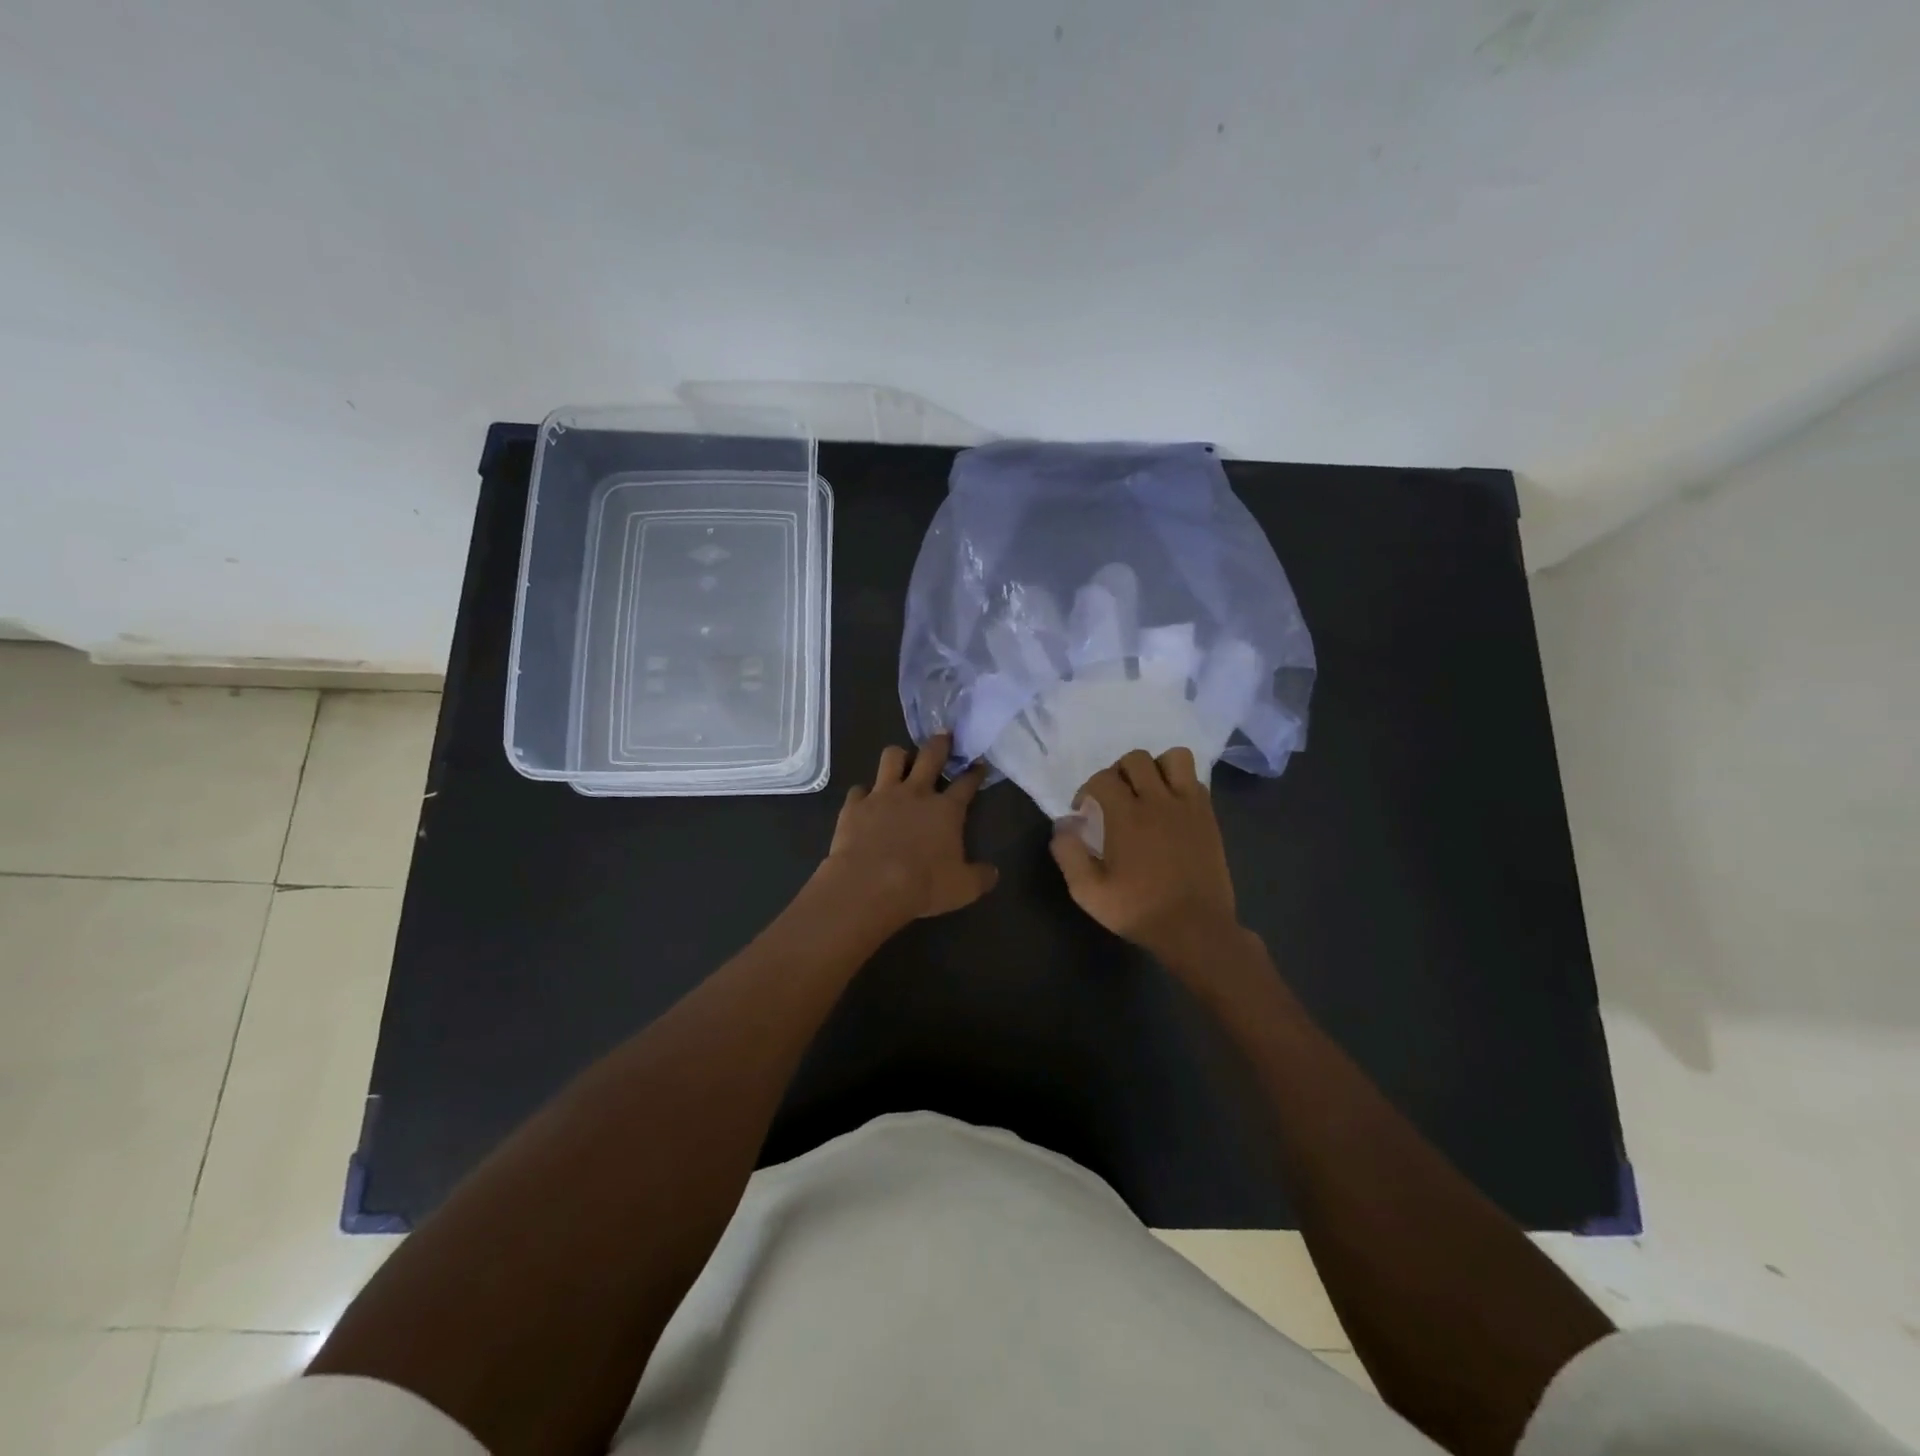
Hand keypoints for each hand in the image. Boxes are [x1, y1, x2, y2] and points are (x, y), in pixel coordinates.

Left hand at [819, 735, 998, 923]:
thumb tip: (992, 872)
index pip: (966, 783)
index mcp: (946, 810)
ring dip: (899, 756)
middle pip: (930, 755)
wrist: (869, 885)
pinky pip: (859, 789)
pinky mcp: (855, 805)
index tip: (979, 764)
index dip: (974, 772)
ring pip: (892, 757)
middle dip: (940, 743)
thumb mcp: (963, 888)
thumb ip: (980, 877)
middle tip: (944, 736)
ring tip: (901, 760)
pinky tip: (865, 800)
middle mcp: (916, 793)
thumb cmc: (923, 886)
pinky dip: (864, 793)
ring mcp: (882, 795)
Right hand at [1050, 748, 1240, 964]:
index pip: (1102, 778)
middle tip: (1114, 798)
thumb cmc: (1139, 910)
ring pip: (1174, 758)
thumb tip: (1063, 824)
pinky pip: (1196, 781)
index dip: (1087, 789)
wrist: (1195, 929)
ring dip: (1156, 768)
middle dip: (1118, 772)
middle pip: (1136, 759)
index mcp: (1127, 816)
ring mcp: (1189, 806)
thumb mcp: (1088, 891)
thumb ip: (1069, 853)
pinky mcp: (1209, 817)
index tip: (1084, 811)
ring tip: (1148, 792)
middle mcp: (1158, 801)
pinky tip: (1171, 808)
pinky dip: (1181, 784)